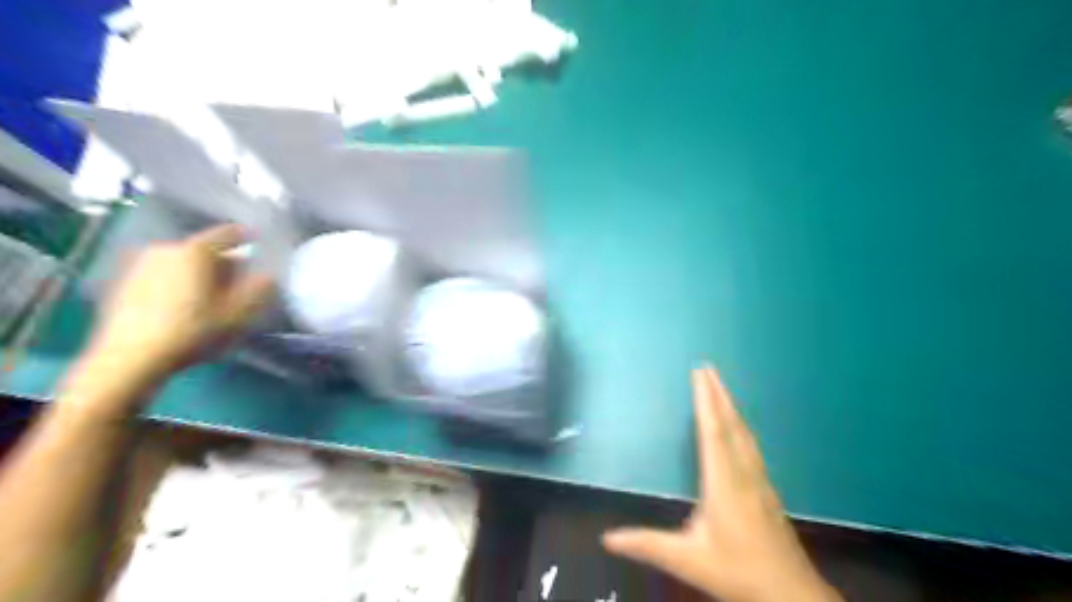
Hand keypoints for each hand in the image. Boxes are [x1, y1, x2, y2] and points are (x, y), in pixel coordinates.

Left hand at [87, 222, 272, 383]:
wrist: (131, 358)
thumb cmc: (193, 331)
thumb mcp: (238, 313)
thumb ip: (260, 289)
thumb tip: (270, 275)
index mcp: (196, 251)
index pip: (228, 233)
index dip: (247, 237)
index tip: (260, 243)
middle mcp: (165, 249)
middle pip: (204, 250)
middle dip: (224, 262)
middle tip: (240, 281)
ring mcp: (140, 265)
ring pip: (182, 262)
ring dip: (200, 274)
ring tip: (213, 295)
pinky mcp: (124, 284)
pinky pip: (163, 275)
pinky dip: (179, 283)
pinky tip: (186, 306)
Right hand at [602, 367, 836, 601]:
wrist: (792, 595)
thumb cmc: (738, 572)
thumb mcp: (688, 559)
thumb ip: (647, 544)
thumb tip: (607, 537)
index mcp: (723, 482)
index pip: (712, 432)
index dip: (705, 401)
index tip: (700, 374)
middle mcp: (744, 474)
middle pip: (731, 426)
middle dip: (719, 395)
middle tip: (709, 368)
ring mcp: (760, 482)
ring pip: (745, 435)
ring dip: (732, 408)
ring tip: (722, 390)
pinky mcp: (767, 492)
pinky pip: (751, 448)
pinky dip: (741, 428)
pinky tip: (740, 430)